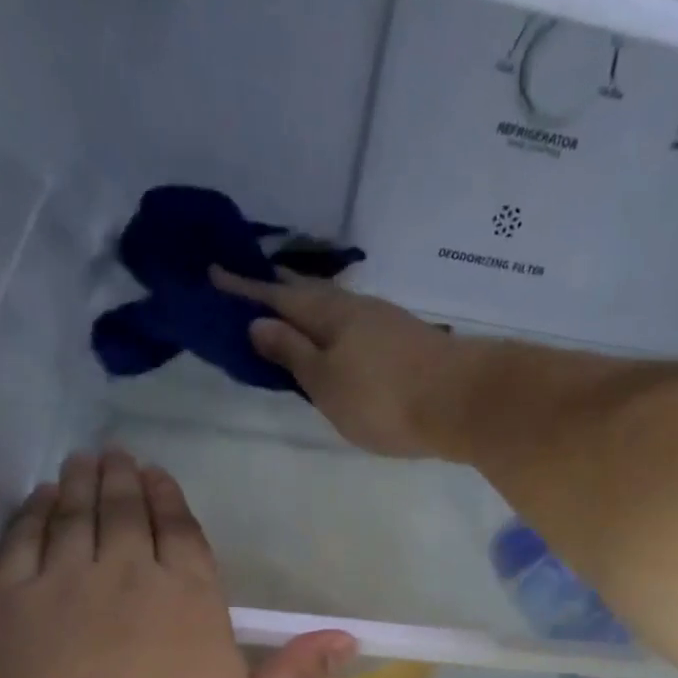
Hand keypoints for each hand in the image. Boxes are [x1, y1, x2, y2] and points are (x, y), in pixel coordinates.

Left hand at [0, 451, 352, 677]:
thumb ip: (291, 677)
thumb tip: (346, 636)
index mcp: (193, 606)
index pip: (184, 537)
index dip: (173, 503)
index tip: (162, 479)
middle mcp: (130, 579)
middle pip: (129, 514)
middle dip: (127, 481)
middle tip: (121, 455)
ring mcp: (62, 587)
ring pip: (76, 515)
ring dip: (84, 483)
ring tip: (87, 462)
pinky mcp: (6, 606)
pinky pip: (22, 538)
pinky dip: (34, 512)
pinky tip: (41, 501)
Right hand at [212, 266, 469, 459]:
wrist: (463, 403)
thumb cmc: (384, 398)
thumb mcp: (327, 382)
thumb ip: (293, 354)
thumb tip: (257, 323)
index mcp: (329, 315)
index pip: (277, 297)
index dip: (245, 289)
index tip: (214, 274)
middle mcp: (356, 309)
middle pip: (309, 295)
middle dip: (277, 290)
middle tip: (250, 286)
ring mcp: (385, 323)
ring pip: (334, 308)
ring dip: (307, 306)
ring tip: (289, 312)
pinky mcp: (405, 342)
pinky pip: (354, 325)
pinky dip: (333, 326)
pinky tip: (336, 338)